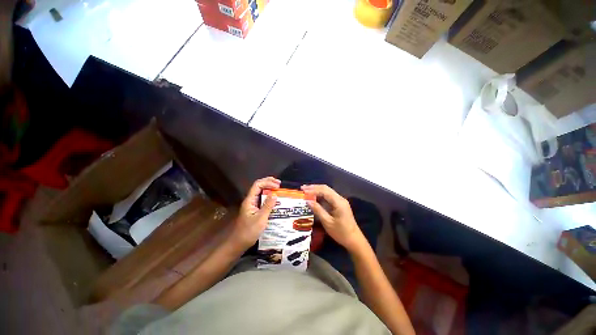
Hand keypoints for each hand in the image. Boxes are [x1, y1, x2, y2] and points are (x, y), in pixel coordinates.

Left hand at [231, 177, 279, 250]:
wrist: (238, 243)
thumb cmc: (249, 232)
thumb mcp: (261, 219)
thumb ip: (268, 206)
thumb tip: (275, 194)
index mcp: (250, 200)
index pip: (257, 185)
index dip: (267, 182)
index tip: (278, 185)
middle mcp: (250, 200)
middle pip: (258, 186)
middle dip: (268, 182)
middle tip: (279, 183)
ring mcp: (252, 205)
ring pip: (260, 193)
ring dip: (269, 189)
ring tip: (278, 189)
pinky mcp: (254, 210)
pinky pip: (262, 200)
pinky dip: (269, 197)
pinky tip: (275, 200)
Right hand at [301, 185, 365, 251]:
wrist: (354, 240)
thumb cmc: (341, 232)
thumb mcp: (327, 222)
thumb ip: (318, 210)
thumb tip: (307, 201)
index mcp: (338, 202)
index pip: (324, 191)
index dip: (313, 189)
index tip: (303, 190)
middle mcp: (340, 198)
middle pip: (326, 189)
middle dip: (314, 187)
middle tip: (303, 188)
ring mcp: (340, 201)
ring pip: (327, 192)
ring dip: (317, 190)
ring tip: (306, 191)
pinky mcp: (339, 205)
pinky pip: (329, 197)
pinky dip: (320, 196)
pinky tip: (314, 197)